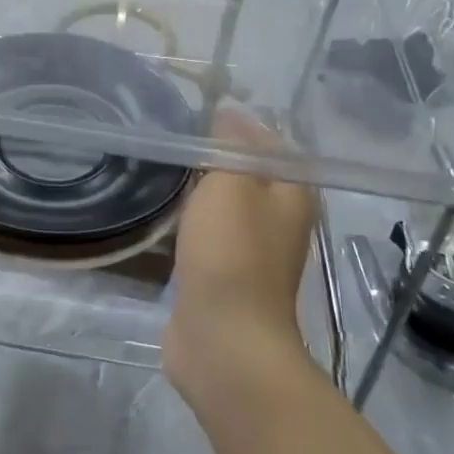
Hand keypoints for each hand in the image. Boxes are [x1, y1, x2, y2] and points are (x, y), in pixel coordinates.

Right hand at [164, 109, 319, 406]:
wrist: (224, 340)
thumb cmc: (231, 254)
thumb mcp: (231, 185)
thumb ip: (229, 147)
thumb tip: (229, 113)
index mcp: (293, 195)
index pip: (269, 144)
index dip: (236, 125)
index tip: (195, 114)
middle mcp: (279, 222)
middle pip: (246, 176)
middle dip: (213, 157)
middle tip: (172, 140)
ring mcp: (251, 254)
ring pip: (223, 208)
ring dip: (197, 192)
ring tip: (161, 170)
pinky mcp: (223, 278)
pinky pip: (205, 237)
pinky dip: (186, 223)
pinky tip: (160, 214)